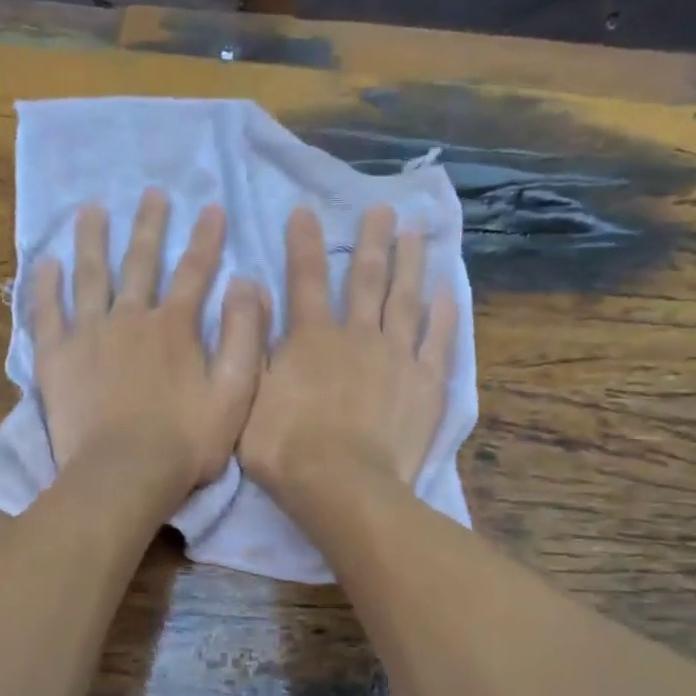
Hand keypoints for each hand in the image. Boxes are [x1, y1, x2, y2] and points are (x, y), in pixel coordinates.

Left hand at [31, 188, 269, 505]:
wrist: (125, 473)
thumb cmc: (185, 442)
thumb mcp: (235, 394)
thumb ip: (245, 337)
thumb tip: (247, 284)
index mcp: (175, 327)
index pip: (195, 271)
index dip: (206, 239)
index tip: (211, 208)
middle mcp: (130, 318)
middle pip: (140, 262)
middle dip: (149, 226)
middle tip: (151, 193)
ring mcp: (89, 334)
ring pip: (90, 275)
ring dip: (92, 240)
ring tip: (91, 210)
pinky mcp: (57, 357)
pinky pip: (47, 312)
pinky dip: (45, 285)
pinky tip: (44, 262)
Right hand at [240, 205, 455, 502]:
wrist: (342, 486)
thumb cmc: (286, 449)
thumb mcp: (247, 397)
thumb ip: (250, 342)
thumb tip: (248, 287)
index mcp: (311, 339)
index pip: (305, 280)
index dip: (303, 244)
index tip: (305, 212)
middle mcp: (357, 335)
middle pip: (366, 279)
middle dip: (372, 241)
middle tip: (383, 209)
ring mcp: (396, 357)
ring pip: (406, 299)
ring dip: (410, 263)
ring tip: (417, 233)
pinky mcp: (426, 383)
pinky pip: (438, 340)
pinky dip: (444, 314)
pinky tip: (448, 291)